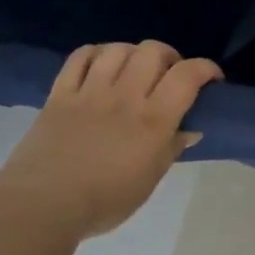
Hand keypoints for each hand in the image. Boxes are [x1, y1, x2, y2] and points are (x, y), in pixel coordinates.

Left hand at [0, 41, 222, 238]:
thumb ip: (171, 148)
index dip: (205, 68)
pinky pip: (79, 58)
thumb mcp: (150, 179)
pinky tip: (101, 64)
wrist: (43, 205)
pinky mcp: (60, 94)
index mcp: (153, 120)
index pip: (187, 75)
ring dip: (133, 53)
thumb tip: (190, 130)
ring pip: (117, 49)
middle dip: (169, 56)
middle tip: (169, 74)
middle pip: (152, 51)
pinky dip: (96, 53)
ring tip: (135, 68)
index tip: (212, 79)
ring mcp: (90, 92)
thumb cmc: (105, 200)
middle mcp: (125, 96)